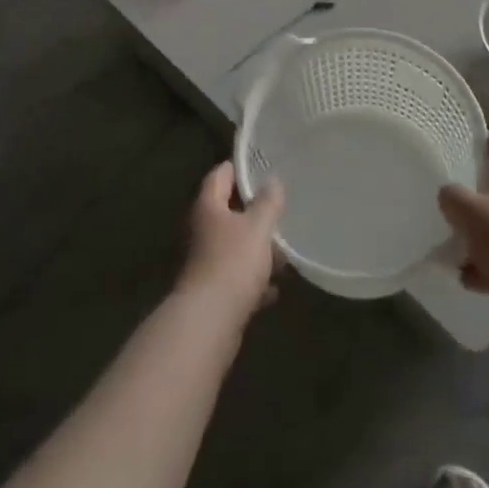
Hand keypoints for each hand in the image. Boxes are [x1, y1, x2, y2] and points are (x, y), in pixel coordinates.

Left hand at [177, 162, 284, 320]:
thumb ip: (268, 202)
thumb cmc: (233, 263)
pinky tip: (276, 288)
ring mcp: (206, 261)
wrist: (209, 322)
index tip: (263, 165)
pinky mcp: (214, 290)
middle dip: (255, 211)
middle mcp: (203, 230)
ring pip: (235, 245)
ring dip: (258, 248)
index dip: (240, 167)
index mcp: (208, 206)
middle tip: (282, 206)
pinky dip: (255, 280)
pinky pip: (238, 277)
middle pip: (228, 211)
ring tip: (286, 250)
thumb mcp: (258, 227)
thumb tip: (273, 181)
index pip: (220, 174)